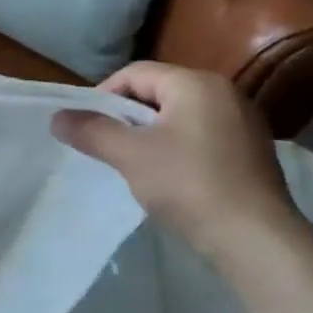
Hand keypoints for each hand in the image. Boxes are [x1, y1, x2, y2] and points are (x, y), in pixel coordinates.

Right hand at [51, 61, 299, 258]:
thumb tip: (57, 117)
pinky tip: (168, 177)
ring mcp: (243, 122)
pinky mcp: (251, 150)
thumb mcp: (130, 155)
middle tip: (105, 145)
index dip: (103, 96)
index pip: (135, 73)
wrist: (255, 238)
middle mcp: (224, 92)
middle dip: (126, 116)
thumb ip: (91, 131)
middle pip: (158, 92)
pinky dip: (176, 148)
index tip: (86, 126)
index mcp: (196, 83)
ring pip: (179, 116)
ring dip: (150, 133)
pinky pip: (200, 135)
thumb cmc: (188, 184)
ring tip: (132, 162)